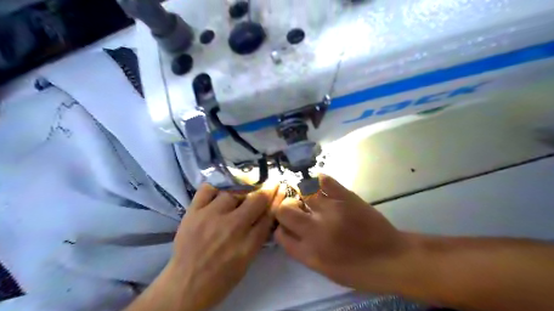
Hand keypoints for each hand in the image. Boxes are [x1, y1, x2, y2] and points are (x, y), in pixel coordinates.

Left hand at [165, 182, 285, 310]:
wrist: (186, 285)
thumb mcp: (247, 261)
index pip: (269, 215)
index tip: (280, 189)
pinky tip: (219, 194)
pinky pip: (208, 189)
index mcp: (247, 244)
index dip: (277, 199)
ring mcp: (211, 217)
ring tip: (238, 197)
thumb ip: (258, 236)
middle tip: (268, 186)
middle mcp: (232, 227)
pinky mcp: (193, 212)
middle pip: (256, 199)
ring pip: (233, 192)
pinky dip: (216, 189)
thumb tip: (267, 213)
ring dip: (240, 193)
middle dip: (266, 190)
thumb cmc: (221, 278)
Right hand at [275, 175, 412, 293]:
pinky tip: (318, 183)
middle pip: (284, 210)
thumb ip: (303, 251)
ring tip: (306, 195)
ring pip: (301, 193)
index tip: (287, 225)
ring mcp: (330, 211)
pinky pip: (324, 181)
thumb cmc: (358, 270)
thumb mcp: (325, 270)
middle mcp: (315, 230)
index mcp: (309, 252)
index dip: (281, 228)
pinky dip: (318, 180)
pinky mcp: (346, 197)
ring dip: (301, 194)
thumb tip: (290, 233)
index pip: (280, 234)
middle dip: (285, 208)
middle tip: (295, 208)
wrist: (392, 259)